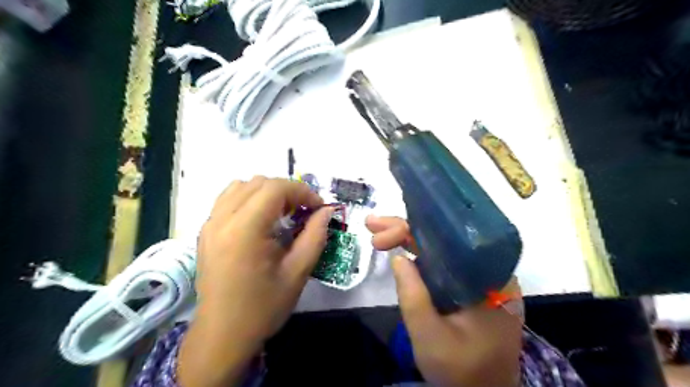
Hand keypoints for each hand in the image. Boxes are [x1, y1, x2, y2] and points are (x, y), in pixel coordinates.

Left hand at [176, 175, 330, 385]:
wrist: (222, 336)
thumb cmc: (263, 308)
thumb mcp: (297, 273)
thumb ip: (315, 236)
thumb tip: (326, 212)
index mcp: (244, 230)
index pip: (275, 188)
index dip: (302, 191)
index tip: (318, 208)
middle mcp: (222, 220)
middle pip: (258, 182)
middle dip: (287, 191)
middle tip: (303, 212)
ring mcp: (210, 224)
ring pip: (241, 185)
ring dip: (267, 192)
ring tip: (282, 213)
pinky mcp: (206, 231)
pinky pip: (228, 199)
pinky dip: (249, 198)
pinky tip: (261, 220)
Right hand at [367, 215, 522, 384]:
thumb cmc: (463, 372)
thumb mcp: (431, 337)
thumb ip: (413, 296)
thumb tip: (398, 257)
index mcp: (490, 279)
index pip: (451, 239)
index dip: (413, 229)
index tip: (381, 232)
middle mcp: (489, 271)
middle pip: (444, 239)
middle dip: (405, 230)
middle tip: (372, 225)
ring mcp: (479, 278)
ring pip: (442, 249)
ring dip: (409, 239)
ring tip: (378, 233)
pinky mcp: (469, 286)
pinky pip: (443, 263)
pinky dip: (418, 255)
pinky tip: (399, 248)